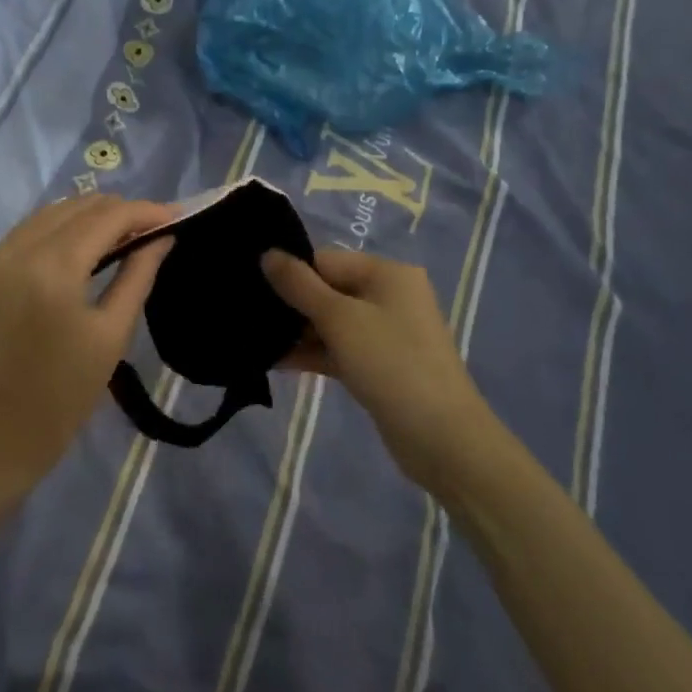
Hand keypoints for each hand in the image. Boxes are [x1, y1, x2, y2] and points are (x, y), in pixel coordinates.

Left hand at [0, 195, 174, 504]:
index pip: (107, 217)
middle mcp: (14, 251)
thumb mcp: (110, 337)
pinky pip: (21, 236)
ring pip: (45, 215)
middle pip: (75, 206)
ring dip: (85, 218)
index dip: (146, 211)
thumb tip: (161, 237)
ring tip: (118, 236)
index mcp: (52, 269)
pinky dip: (54, 233)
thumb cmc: (59, 400)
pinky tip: (75, 252)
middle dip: (117, 211)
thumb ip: (138, 276)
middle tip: (150, 229)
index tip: (175, 216)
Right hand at [262, 249, 496, 489]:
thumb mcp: (339, 318)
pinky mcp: (381, 364)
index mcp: (387, 273)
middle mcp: (390, 295)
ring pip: (332, 322)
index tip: (253, 290)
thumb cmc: (390, 363)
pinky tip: (277, 362)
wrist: (442, 437)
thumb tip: (267, 254)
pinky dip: (314, 353)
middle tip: (249, 318)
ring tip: (256, 342)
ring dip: (298, 332)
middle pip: (328, 289)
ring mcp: (387, 332)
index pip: (326, 260)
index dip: (291, 274)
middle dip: (292, 305)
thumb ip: (299, 285)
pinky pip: (340, 348)